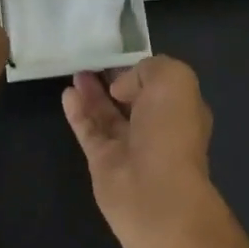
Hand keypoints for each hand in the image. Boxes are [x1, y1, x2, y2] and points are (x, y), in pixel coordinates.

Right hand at [61, 56, 216, 240]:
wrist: (155, 192)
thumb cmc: (171, 132)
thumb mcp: (174, 80)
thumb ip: (149, 69)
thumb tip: (122, 87)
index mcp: (181, 110)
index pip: (160, 85)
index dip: (140, 70)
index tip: (120, 56)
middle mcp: (157, 128)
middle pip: (132, 100)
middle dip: (115, 81)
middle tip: (92, 60)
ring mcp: (129, 147)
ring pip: (107, 115)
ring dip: (93, 94)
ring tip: (77, 72)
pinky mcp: (103, 161)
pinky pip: (89, 131)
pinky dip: (78, 112)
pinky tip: (67, 93)